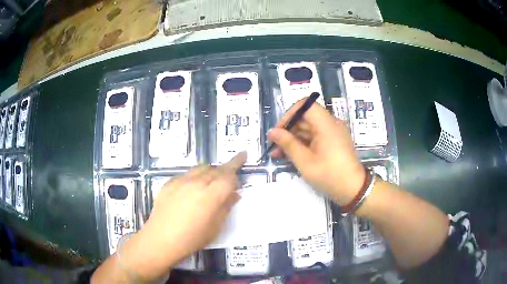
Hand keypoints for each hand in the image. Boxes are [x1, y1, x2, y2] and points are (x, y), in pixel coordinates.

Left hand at [120, 152, 245, 279]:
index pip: (229, 174)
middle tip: (229, 180)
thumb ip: (226, 207)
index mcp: (211, 194)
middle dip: (225, 170)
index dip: (237, 163)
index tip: (243, 154)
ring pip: (200, 168)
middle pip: (215, 169)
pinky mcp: (169, 183)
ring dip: (210, 172)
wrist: (161, 239)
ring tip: (211, 183)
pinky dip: (195, 177)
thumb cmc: (192, 238)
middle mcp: (197, 182)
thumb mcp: (215, 227)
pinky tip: (192, 189)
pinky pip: (186, 174)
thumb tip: (234, 194)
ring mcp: (180, 181)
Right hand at [268, 99, 365, 205]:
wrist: (354, 190)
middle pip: (305, 118)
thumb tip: (272, 132)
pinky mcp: (333, 142)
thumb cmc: (330, 175)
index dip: (289, 114)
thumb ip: (288, 144)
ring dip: (293, 139)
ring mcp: (333, 133)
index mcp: (326, 124)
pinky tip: (291, 155)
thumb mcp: (305, 161)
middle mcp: (331, 124)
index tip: (279, 130)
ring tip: (278, 154)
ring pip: (308, 129)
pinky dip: (303, 144)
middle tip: (274, 147)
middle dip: (288, 130)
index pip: (305, 105)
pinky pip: (315, 137)